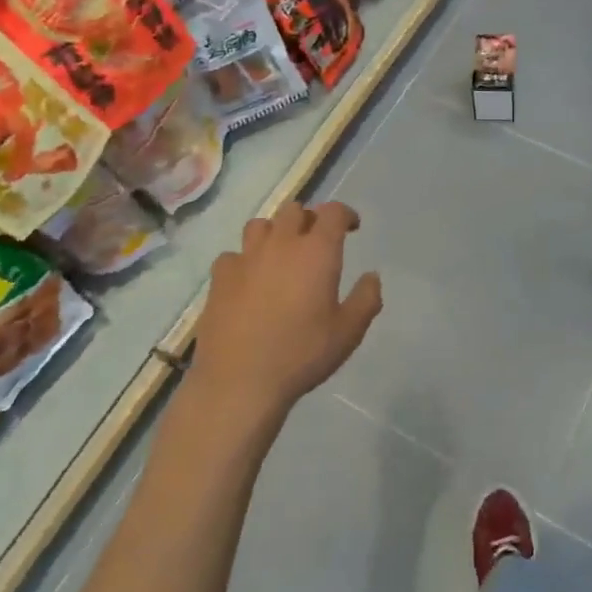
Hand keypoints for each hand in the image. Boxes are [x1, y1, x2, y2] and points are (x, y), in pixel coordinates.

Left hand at [189, 201, 382, 429]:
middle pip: (294, 210)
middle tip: (316, 242)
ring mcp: (245, 258)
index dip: (345, 214)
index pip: (332, 212)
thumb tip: (372, 276)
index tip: (351, 227)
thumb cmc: (302, 354)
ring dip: (275, 232)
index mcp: (317, 252)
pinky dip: (245, 260)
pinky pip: (234, 255)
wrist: (240, 381)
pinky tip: (249, 280)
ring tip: (281, 254)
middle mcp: (281, 244)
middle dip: (309, 219)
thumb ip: (366, 299)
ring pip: (260, 225)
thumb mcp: (348, 332)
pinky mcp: (219, 277)